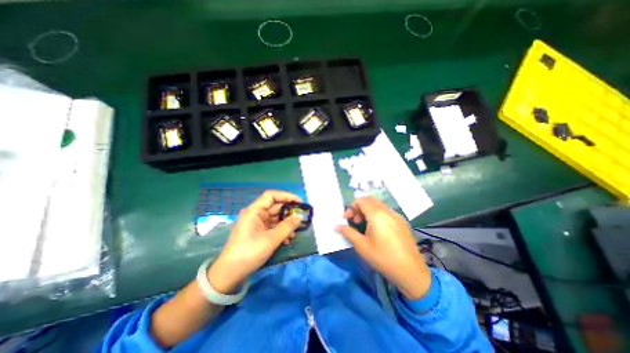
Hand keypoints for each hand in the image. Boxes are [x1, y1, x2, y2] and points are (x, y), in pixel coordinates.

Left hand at [208, 190, 302, 294]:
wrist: (229, 274)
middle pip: (274, 206)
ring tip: (296, 231)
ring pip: (275, 217)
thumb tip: (300, 217)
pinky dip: (280, 230)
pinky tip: (288, 239)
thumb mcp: (270, 240)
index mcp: (253, 211)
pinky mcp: (257, 231)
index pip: (271, 196)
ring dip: (286, 223)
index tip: (299, 202)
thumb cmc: (248, 254)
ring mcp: (256, 223)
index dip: (286, 196)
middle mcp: (254, 214)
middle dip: (288, 211)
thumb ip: (287, 227)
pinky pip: (272, 226)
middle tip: (301, 217)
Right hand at [337, 197, 430, 298]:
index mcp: (377, 215)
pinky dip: (377, 214)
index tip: (346, 218)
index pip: (361, 201)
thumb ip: (348, 232)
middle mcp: (388, 211)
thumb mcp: (362, 246)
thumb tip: (336, 226)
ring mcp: (397, 215)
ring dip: (368, 210)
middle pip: (370, 200)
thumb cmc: (383, 258)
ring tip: (364, 224)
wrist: (411, 272)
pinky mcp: (402, 222)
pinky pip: (386, 211)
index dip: (351, 207)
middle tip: (354, 220)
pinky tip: (377, 228)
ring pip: (379, 205)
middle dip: (359, 207)